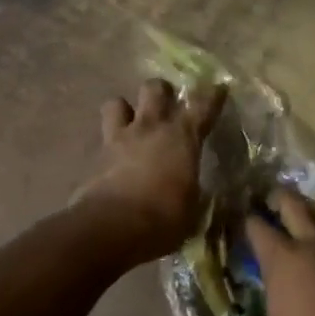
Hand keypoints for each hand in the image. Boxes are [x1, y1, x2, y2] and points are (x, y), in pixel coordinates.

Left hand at [75, 79, 224, 263]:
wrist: (113, 226)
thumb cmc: (164, 218)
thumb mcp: (191, 209)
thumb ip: (192, 192)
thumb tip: (194, 192)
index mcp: (182, 137)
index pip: (203, 106)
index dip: (212, 96)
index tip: (218, 88)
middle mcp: (151, 128)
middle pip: (154, 89)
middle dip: (161, 91)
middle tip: (165, 102)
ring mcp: (120, 138)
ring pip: (117, 103)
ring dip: (124, 109)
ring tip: (130, 122)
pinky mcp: (96, 156)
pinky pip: (102, 138)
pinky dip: (108, 144)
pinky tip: (113, 157)